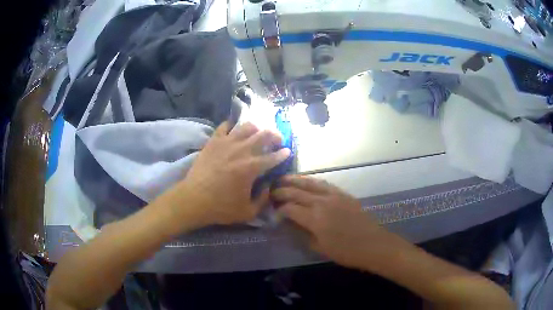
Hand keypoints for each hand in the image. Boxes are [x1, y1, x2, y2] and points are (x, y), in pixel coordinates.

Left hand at [172, 122, 289, 227]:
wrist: (194, 199)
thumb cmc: (221, 207)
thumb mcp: (248, 212)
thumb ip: (263, 200)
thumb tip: (268, 187)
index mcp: (252, 167)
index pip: (274, 156)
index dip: (283, 153)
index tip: (287, 151)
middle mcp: (242, 150)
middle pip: (264, 135)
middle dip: (275, 135)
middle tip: (277, 140)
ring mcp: (227, 143)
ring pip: (247, 126)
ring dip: (256, 129)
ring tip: (257, 134)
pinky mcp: (213, 141)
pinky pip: (225, 126)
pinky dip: (232, 126)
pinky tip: (234, 131)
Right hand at [272, 175, 404, 270]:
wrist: (373, 244)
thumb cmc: (345, 251)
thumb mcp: (319, 248)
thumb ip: (301, 234)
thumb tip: (288, 224)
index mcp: (314, 218)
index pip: (290, 209)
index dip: (279, 210)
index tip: (273, 214)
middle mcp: (322, 202)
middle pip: (297, 192)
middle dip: (282, 191)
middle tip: (271, 191)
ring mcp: (334, 195)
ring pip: (310, 183)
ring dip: (295, 180)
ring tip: (283, 178)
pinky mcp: (343, 194)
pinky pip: (324, 183)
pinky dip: (312, 180)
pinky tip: (306, 181)